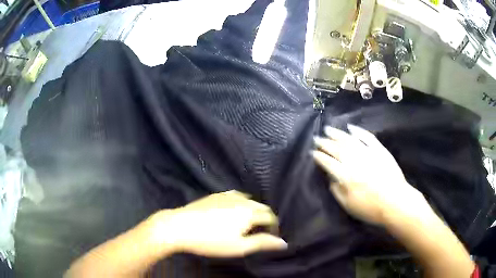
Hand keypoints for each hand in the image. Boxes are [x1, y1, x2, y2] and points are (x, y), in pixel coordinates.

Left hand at [148, 191, 287, 256]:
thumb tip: (283, 243)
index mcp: (249, 213)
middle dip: (265, 217)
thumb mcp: (239, 247)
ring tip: (249, 222)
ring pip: (248, 200)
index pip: (270, 216)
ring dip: (253, 209)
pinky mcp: (215, 195)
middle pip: (261, 206)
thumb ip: (262, 243)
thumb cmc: (211, 241)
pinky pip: (235, 195)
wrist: (180, 226)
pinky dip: (241, 202)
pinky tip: (234, 209)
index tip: (271, 237)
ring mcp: (227, 195)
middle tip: (261, 231)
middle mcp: (241, 200)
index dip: (274, 227)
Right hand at [312, 124, 429, 224]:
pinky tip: (351, 128)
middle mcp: (355, 161)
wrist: (395, 202)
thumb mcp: (348, 205)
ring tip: (329, 129)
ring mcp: (368, 153)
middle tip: (317, 138)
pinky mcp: (379, 150)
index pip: (328, 163)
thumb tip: (331, 178)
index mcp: (346, 176)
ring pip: (349, 140)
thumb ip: (337, 191)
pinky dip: (358, 131)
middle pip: (337, 149)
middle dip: (325, 143)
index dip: (319, 157)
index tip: (313, 153)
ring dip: (337, 134)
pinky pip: (367, 137)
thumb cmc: (370, 208)